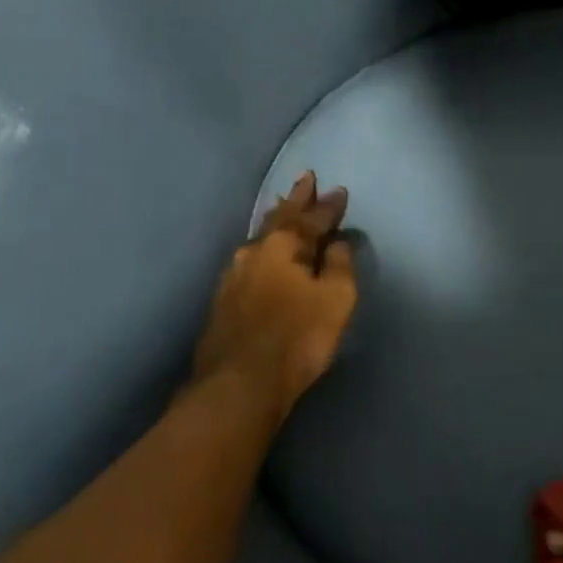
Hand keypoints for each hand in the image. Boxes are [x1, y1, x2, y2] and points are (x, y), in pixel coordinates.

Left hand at [192, 173, 356, 418]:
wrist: (240, 382)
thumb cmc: (298, 337)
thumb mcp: (335, 300)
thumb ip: (338, 266)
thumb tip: (336, 243)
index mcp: (282, 246)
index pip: (311, 219)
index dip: (328, 206)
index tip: (340, 191)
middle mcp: (253, 252)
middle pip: (279, 218)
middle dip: (296, 199)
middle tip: (306, 179)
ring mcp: (232, 275)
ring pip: (260, 238)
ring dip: (276, 221)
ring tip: (283, 207)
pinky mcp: (223, 300)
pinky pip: (250, 261)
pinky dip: (263, 249)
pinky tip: (261, 254)